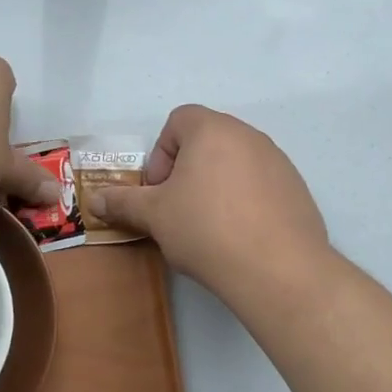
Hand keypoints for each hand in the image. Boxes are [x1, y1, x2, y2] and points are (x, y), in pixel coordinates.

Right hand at [88, 105, 327, 290]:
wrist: (278, 269)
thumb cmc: (207, 229)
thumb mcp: (155, 216)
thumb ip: (123, 202)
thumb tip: (94, 200)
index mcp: (212, 129)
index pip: (178, 121)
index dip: (161, 154)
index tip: (160, 191)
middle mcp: (248, 135)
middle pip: (207, 141)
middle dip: (187, 172)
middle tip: (179, 210)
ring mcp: (278, 161)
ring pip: (234, 164)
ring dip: (216, 186)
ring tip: (210, 228)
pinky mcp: (297, 189)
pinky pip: (261, 185)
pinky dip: (246, 201)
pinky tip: (241, 237)